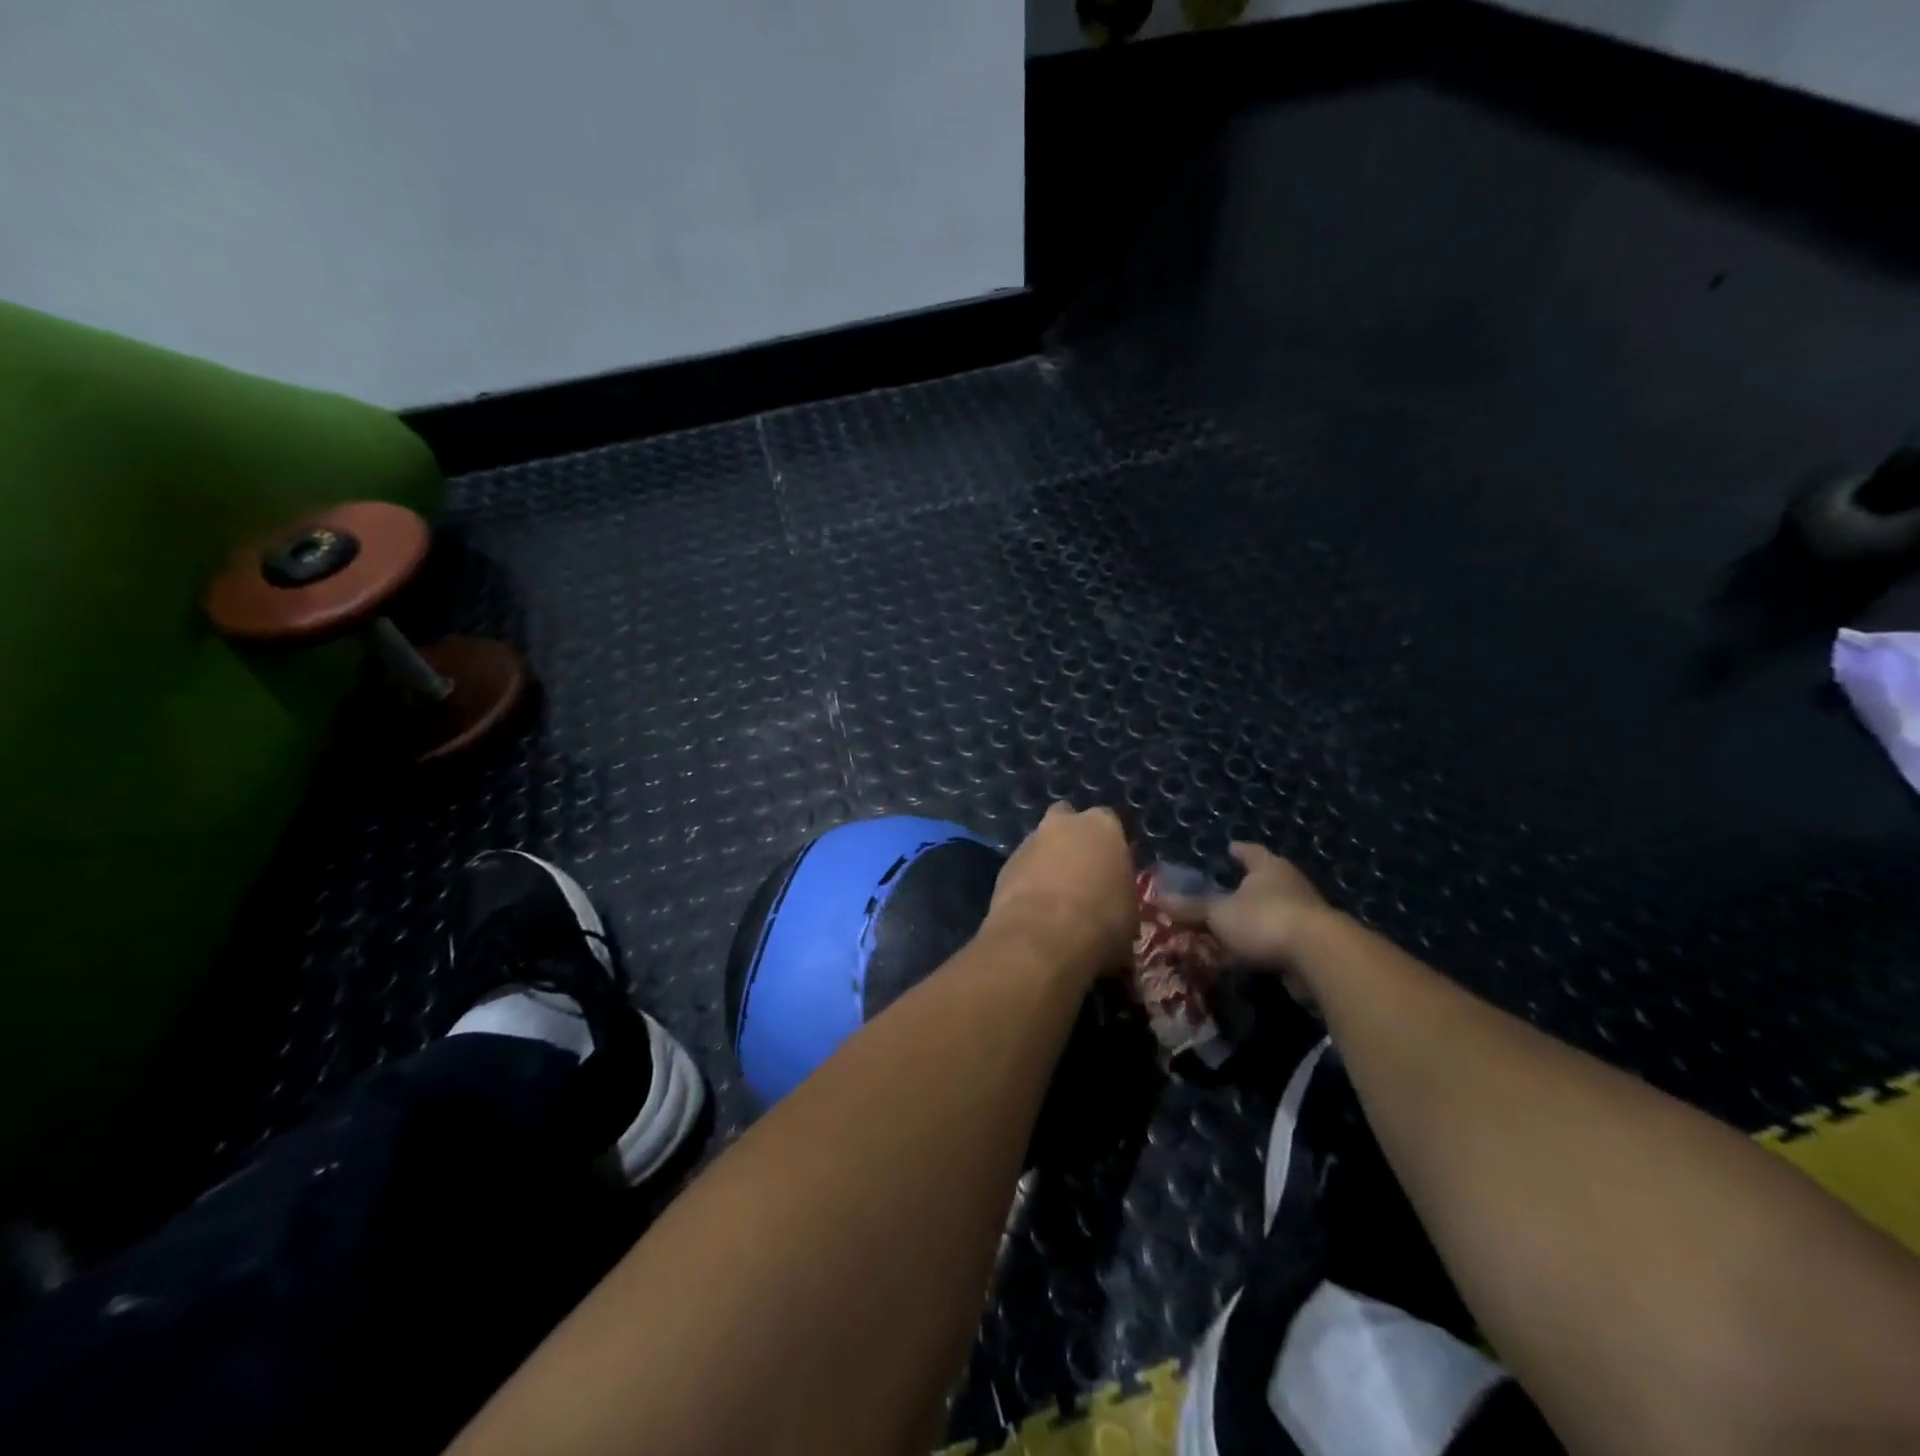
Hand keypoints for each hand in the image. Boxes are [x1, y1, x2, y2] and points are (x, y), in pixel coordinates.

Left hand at [985, 803, 1136, 974]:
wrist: (1043, 937)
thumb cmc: (1101, 923)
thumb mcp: (1130, 915)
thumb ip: (1120, 896)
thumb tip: (1115, 908)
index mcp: (1103, 827)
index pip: (1110, 823)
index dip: (1110, 847)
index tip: (1112, 869)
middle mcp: (1064, 824)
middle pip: (1067, 821)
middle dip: (1071, 840)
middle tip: (1081, 874)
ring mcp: (1030, 841)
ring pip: (1040, 844)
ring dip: (1046, 862)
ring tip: (1054, 898)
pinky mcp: (1005, 865)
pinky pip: (1021, 868)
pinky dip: (1026, 882)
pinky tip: (1033, 909)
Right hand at [1168, 843, 1330, 970]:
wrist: (1319, 955)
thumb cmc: (1264, 920)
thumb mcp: (1218, 914)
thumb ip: (1191, 908)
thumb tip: (1157, 899)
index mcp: (1268, 867)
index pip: (1251, 851)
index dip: (1239, 850)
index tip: (1230, 848)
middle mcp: (1292, 883)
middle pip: (1268, 878)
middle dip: (1250, 884)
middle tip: (1229, 888)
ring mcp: (1309, 912)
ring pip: (1278, 908)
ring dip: (1261, 915)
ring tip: (1239, 924)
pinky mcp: (1317, 942)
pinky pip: (1285, 936)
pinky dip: (1270, 941)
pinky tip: (1255, 951)